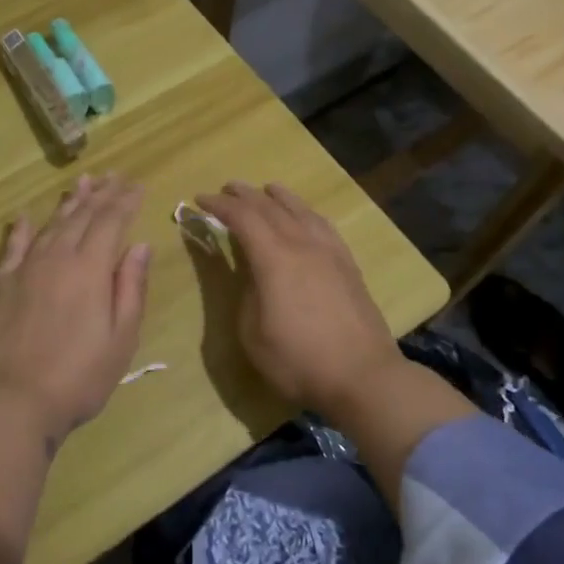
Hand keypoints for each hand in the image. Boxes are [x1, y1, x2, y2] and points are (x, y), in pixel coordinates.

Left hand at [0, 174, 150, 446]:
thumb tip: (140, 245)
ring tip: (81, 183)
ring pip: (50, 224)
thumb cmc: (78, 377)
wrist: (11, 401)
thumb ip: (130, 288)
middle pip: (82, 216)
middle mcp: (57, 257)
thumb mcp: (121, 338)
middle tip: (113, 175)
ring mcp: (24, 268)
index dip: (126, 202)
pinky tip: (23, 215)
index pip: (112, 222)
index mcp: (91, 269)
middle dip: (101, 194)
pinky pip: (11, 246)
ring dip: (68, 202)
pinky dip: (19, 228)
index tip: (137, 185)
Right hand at [194, 182, 400, 415]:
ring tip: (267, 189)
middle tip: (227, 188)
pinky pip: (323, 225)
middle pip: (270, 207)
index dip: (219, 205)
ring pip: (301, 211)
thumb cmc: (298, 360)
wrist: (363, 376)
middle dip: (245, 195)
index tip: (200, 199)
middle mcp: (302, 244)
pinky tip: (305, 217)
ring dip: (279, 197)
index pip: (242, 218)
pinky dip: (307, 213)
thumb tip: (253, 274)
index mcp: (274, 258)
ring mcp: (329, 252)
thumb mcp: (253, 333)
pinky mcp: (348, 265)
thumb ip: (247, 294)